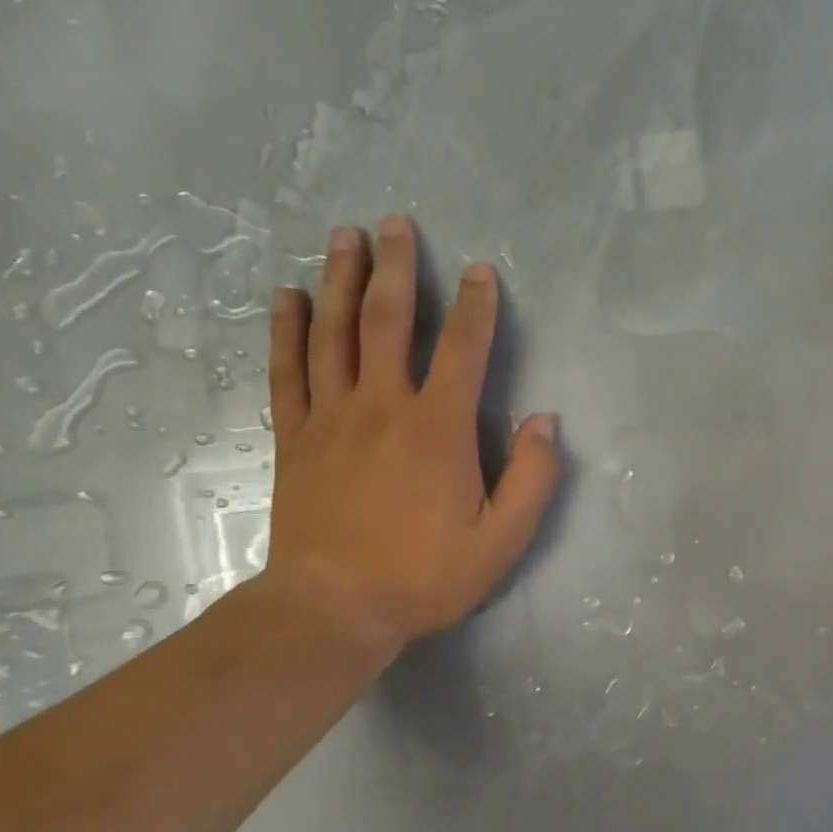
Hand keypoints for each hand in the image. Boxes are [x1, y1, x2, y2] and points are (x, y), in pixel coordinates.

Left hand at [259, 215, 559, 656]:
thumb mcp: (504, 539)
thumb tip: (545, 420)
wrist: (334, 609)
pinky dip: (287, 330)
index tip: (479, 269)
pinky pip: (288, 371)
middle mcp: (383, 406)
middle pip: (388, 321)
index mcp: (439, 428)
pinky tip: (287, 297)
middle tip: (395, 222)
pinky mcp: (295, 437)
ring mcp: (332, 418)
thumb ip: (533, 477)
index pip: (463, 349)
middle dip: (397, 268)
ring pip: (334, 333)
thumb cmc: (427, 575)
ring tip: (343, 237)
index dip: (476, 306)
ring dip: (340, 280)